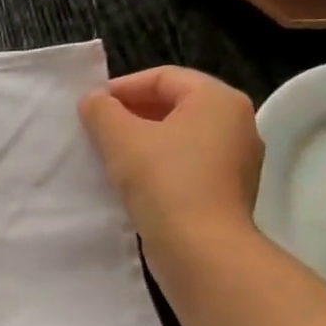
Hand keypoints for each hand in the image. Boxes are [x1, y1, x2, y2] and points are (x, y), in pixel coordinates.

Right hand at [79, 66, 262, 252]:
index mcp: (218, 100)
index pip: (163, 77)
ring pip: (179, 136)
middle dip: (131, 113)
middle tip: (95, 129)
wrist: (201, 248)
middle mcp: (236, 123)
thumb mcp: (121, 138)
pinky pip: (187, 163)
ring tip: (108, 155)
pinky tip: (131, 180)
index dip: (122, 87)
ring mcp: (236, 159)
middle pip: (174, 104)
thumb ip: (102, 111)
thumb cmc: (163, 181)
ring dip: (142, 140)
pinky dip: (158, 163)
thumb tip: (93, 100)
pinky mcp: (228, 189)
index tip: (89, 107)